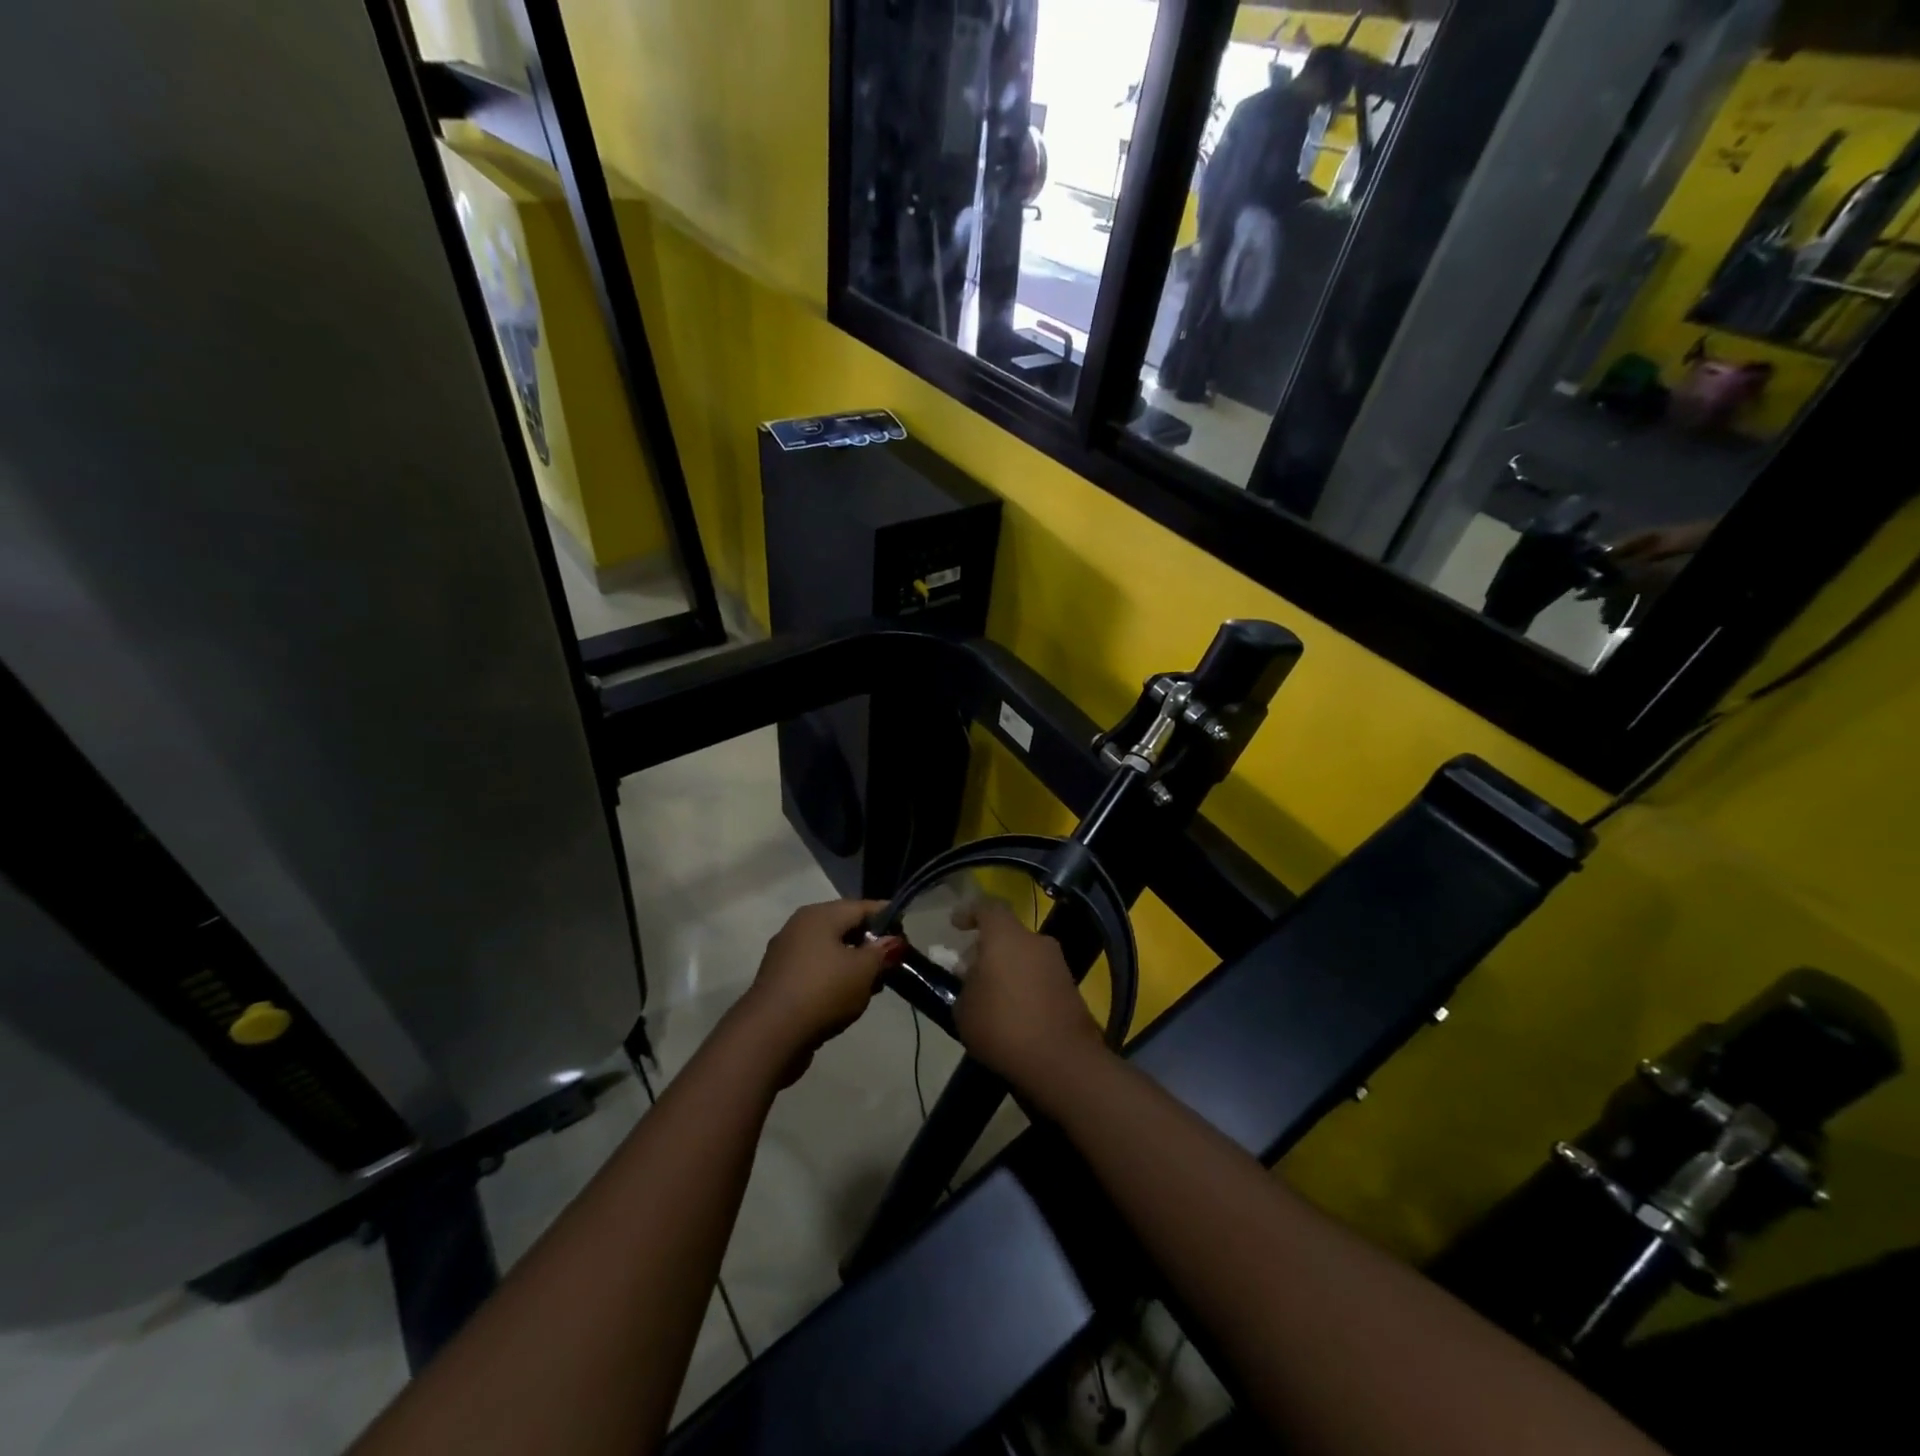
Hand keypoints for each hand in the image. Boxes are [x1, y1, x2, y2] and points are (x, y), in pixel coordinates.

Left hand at [739, 900, 902, 1081]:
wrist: (770, 1035)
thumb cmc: (823, 991)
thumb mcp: (864, 970)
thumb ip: (882, 952)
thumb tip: (893, 941)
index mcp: (820, 915)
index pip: (863, 906)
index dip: (888, 918)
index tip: (907, 937)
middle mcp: (800, 926)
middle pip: (845, 927)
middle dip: (871, 944)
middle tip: (892, 964)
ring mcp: (787, 954)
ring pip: (830, 951)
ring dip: (853, 964)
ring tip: (874, 986)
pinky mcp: (781, 980)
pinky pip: (817, 971)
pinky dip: (835, 979)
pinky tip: (848, 999)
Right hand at [953, 899, 1104, 1093]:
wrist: (1062, 1060)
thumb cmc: (1003, 1027)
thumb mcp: (964, 1011)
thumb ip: (965, 988)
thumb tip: (973, 982)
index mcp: (1006, 937)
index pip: (988, 907)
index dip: (969, 912)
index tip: (955, 925)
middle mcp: (1035, 941)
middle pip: (1007, 934)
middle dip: (986, 948)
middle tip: (968, 972)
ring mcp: (1057, 963)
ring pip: (1024, 954)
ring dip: (1006, 967)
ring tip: (988, 996)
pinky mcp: (1070, 987)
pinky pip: (1039, 975)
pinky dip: (1023, 984)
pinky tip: (1012, 1011)